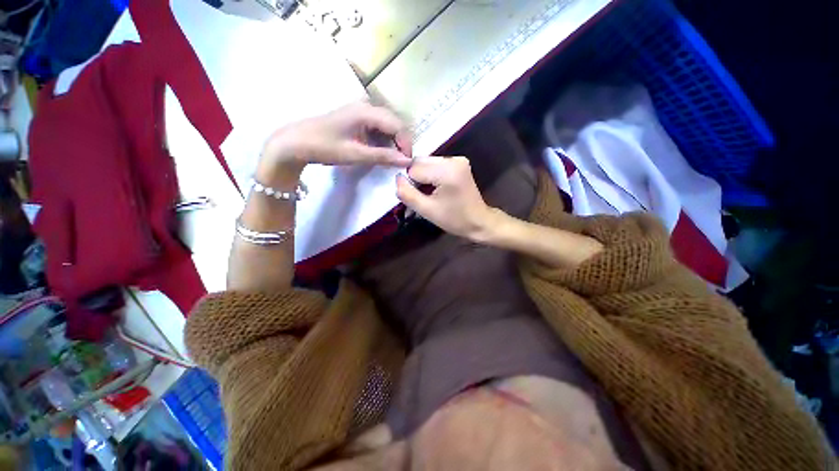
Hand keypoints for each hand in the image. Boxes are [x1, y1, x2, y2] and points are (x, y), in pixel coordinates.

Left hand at [257, 102, 412, 182]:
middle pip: (394, 123)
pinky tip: (381, 151)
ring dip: (393, 142)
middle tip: (401, 161)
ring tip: (393, 159)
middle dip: (401, 142)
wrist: (295, 143)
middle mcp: (365, 106)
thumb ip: (383, 157)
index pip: (397, 125)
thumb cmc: (324, 147)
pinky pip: (377, 127)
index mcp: (366, 111)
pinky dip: (383, 140)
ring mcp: (360, 111)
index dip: (406, 143)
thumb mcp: (356, 154)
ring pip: (387, 125)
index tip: (407, 161)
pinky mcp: (356, 118)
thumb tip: (406, 161)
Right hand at [395, 156, 493, 238]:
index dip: (410, 183)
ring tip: (430, 193)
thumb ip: (407, 194)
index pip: (414, 168)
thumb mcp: (427, 210)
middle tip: (422, 195)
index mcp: (447, 171)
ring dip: (423, 176)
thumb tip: (397, 178)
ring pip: (427, 162)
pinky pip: (436, 165)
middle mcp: (453, 159)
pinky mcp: (459, 163)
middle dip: (416, 178)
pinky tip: (436, 188)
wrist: (479, 221)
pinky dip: (431, 175)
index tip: (417, 197)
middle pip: (420, 162)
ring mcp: (458, 159)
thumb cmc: (454, 219)